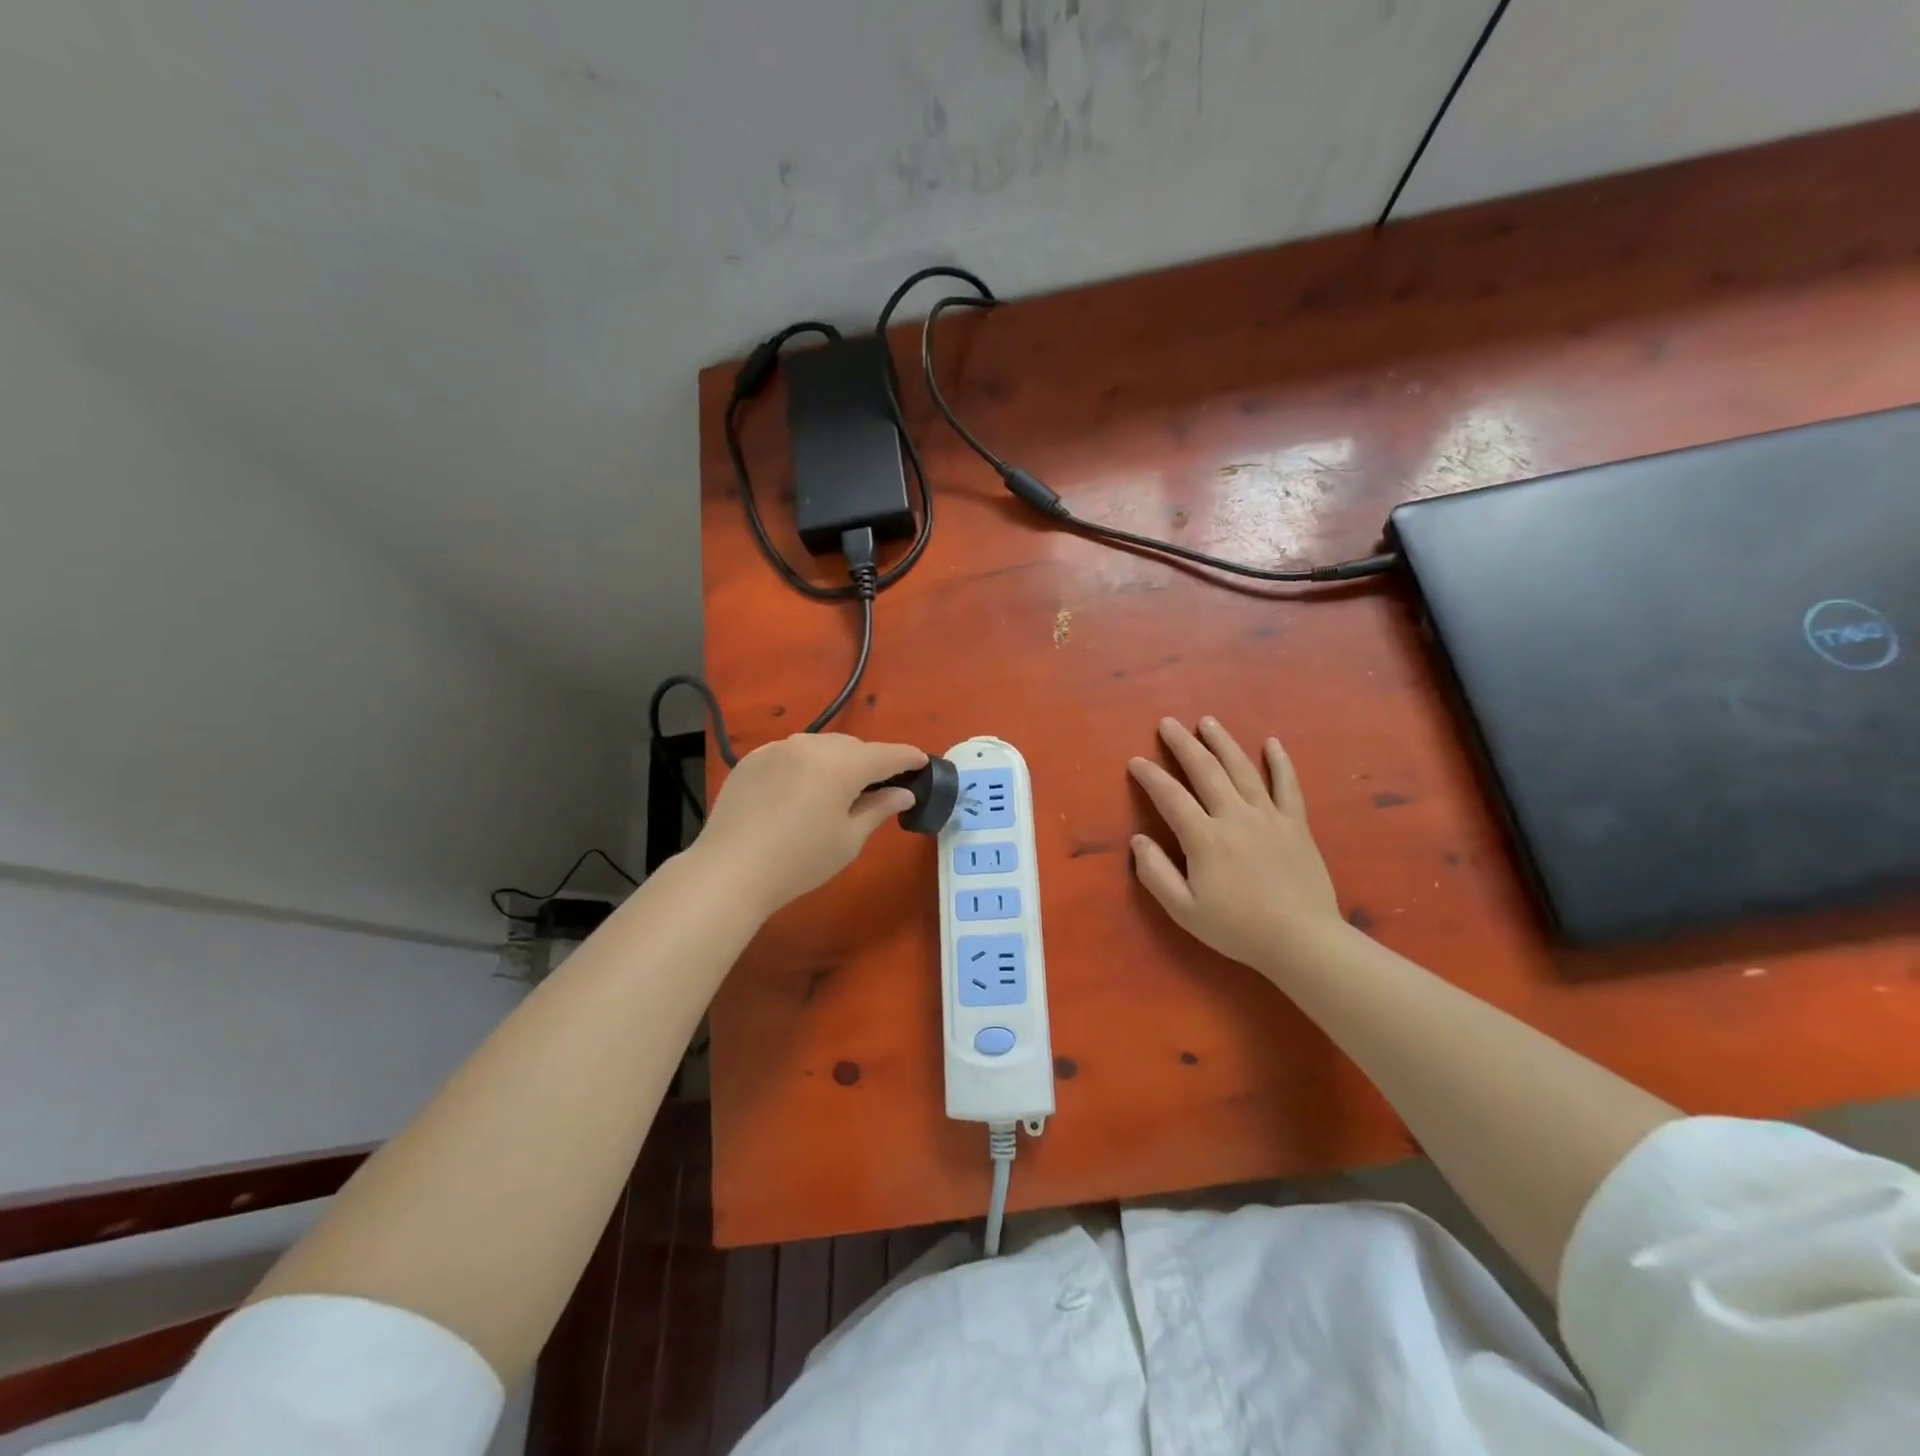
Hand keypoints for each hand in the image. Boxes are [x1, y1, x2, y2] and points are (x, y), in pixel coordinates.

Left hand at [693, 732, 924, 916]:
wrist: (730, 870)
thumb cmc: (800, 861)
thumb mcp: (849, 839)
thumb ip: (879, 808)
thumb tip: (903, 793)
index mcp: (842, 764)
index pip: (887, 754)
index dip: (908, 758)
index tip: (922, 763)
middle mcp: (811, 745)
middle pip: (853, 747)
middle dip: (870, 762)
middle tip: (878, 787)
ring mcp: (778, 748)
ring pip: (820, 746)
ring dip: (836, 761)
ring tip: (837, 788)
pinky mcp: (752, 759)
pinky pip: (791, 753)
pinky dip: (804, 765)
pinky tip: (800, 790)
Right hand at [1129, 717, 1344, 974]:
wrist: (1303, 941)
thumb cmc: (1238, 928)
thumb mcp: (1184, 910)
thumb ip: (1156, 874)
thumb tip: (1138, 840)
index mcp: (1205, 838)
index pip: (1170, 797)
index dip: (1150, 776)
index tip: (1136, 761)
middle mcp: (1235, 816)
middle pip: (1205, 770)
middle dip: (1183, 744)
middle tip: (1168, 723)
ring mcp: (1269, 816)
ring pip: (1242, 769)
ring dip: (1223, 742)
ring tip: (1207, 721)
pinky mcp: (1296, 824)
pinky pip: (1287, 785)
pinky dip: (1280, 762)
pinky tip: (1272, 743)